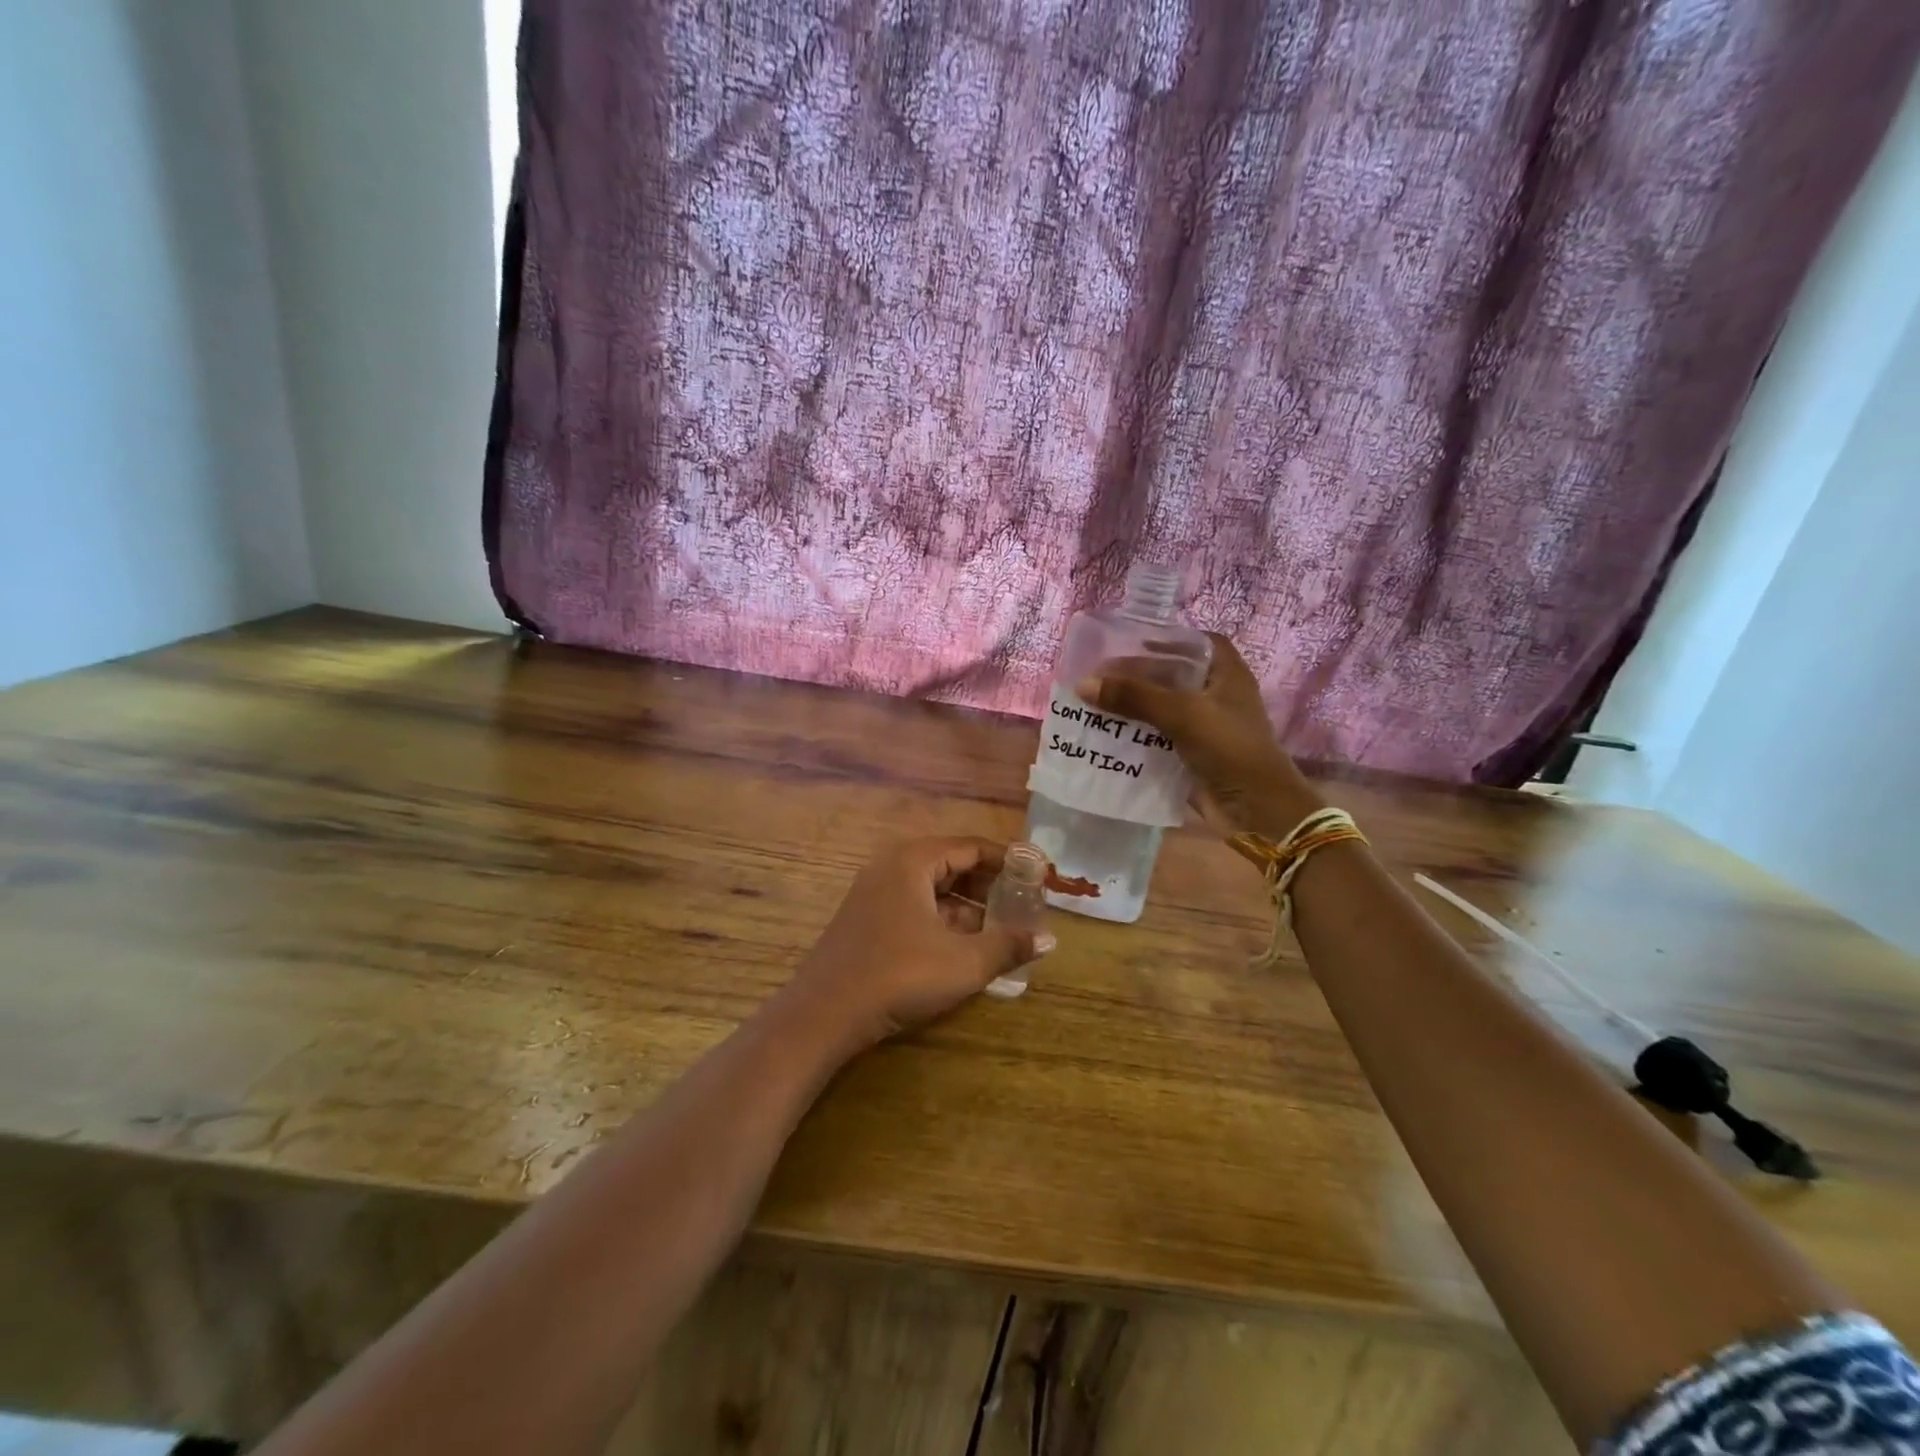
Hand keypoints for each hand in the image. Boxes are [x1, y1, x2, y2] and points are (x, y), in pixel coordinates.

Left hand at [784, 838, 1053, 1049]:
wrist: (824, 1015)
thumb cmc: (899, 976)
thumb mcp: (964, 963)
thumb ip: (1009, 946)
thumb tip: (1049, 939)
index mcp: (913, 860)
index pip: (972, 847)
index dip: (1008, 860)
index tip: (1038, 875)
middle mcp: (892, 866)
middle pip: (952, 864)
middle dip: (990, 885)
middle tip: (1024, 904)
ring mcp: (875, 893)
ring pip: (933, 889)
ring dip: (969, 906)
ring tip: (1003, 929)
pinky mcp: (867, 920)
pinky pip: (915, 907)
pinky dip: (944, 920)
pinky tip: (966, 946)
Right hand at [1078, 633, 1321, 834]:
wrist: (1256, 810)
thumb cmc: (1229, 748)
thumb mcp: (1182, 714)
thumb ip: (1134, 696)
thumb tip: (1083, 684)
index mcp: (1227, 674)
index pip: (1198, 643)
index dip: (1168, 639)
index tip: (1133, 642)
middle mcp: (1217, 696)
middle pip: (1174, 675)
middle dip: (1138, 676)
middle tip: (1100, 675)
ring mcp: (1206, 728)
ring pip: (1162, 709)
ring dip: (1132, 707)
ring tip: (1094, 702)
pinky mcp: (1192, 756)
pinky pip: (1158, 739)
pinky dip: (1136, 736)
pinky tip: (1106, 734)